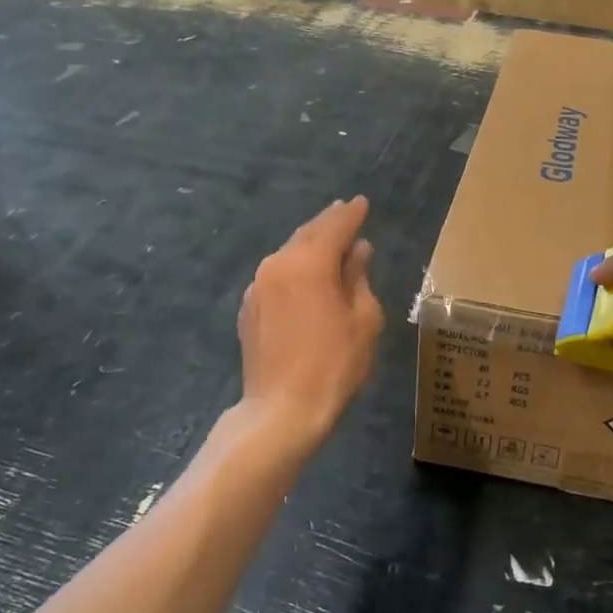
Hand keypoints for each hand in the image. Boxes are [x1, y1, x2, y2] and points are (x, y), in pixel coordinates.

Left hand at [237, 197, 384, 446]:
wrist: (281, 410)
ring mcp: (257, 286)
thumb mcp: (363, 319)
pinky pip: (276, 275)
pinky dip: (295, 267)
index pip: (334, 227)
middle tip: (345, 211)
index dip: (351, 214)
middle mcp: (278, 265)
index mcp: (309, 263)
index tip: (362, 202)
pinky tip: (306, 275)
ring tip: (330, 240)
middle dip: (328, 222)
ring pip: (289, 253)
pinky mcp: (249, 308)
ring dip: (310, 244)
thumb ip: (358, 277)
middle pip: (307, 234)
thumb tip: (358, 250)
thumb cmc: (334, 365)